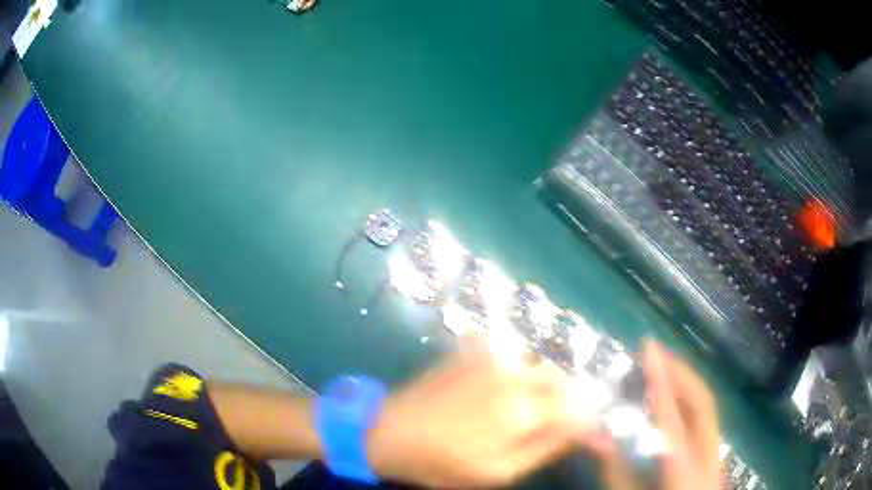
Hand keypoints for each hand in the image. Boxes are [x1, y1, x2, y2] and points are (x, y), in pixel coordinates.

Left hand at [366, 339, 594, 487]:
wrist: (390, 432)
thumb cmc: (444, 462)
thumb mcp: (499, 471)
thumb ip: (546, 446)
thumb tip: (583, 428)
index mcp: (523, 408)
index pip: (578, 406)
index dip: (591, 420)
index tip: (595, 435)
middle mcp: (514, 374)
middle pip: (563, 378)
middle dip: (573, 398)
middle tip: (564, 422)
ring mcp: (491, 358)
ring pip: (540, 364)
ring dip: (550, 384)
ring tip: (538, 408)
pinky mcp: (472, 353)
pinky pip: (513, 354)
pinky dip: (524, 370)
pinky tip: (511, 390)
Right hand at [589, 341, 720, 489]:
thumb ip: (613, 469)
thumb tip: (591, 431)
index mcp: (684, 470)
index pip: (672, 417)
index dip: (660, 380)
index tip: (649, 347)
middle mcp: (709, 458)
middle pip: (703, 403)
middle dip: (680, 374)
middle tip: (655, 356)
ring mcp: (716, 458)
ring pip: (708, 410)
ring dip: (685, 386)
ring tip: (662, 373)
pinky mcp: (714, 460)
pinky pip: (705, 423)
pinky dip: (688, 406)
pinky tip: (672, 406)